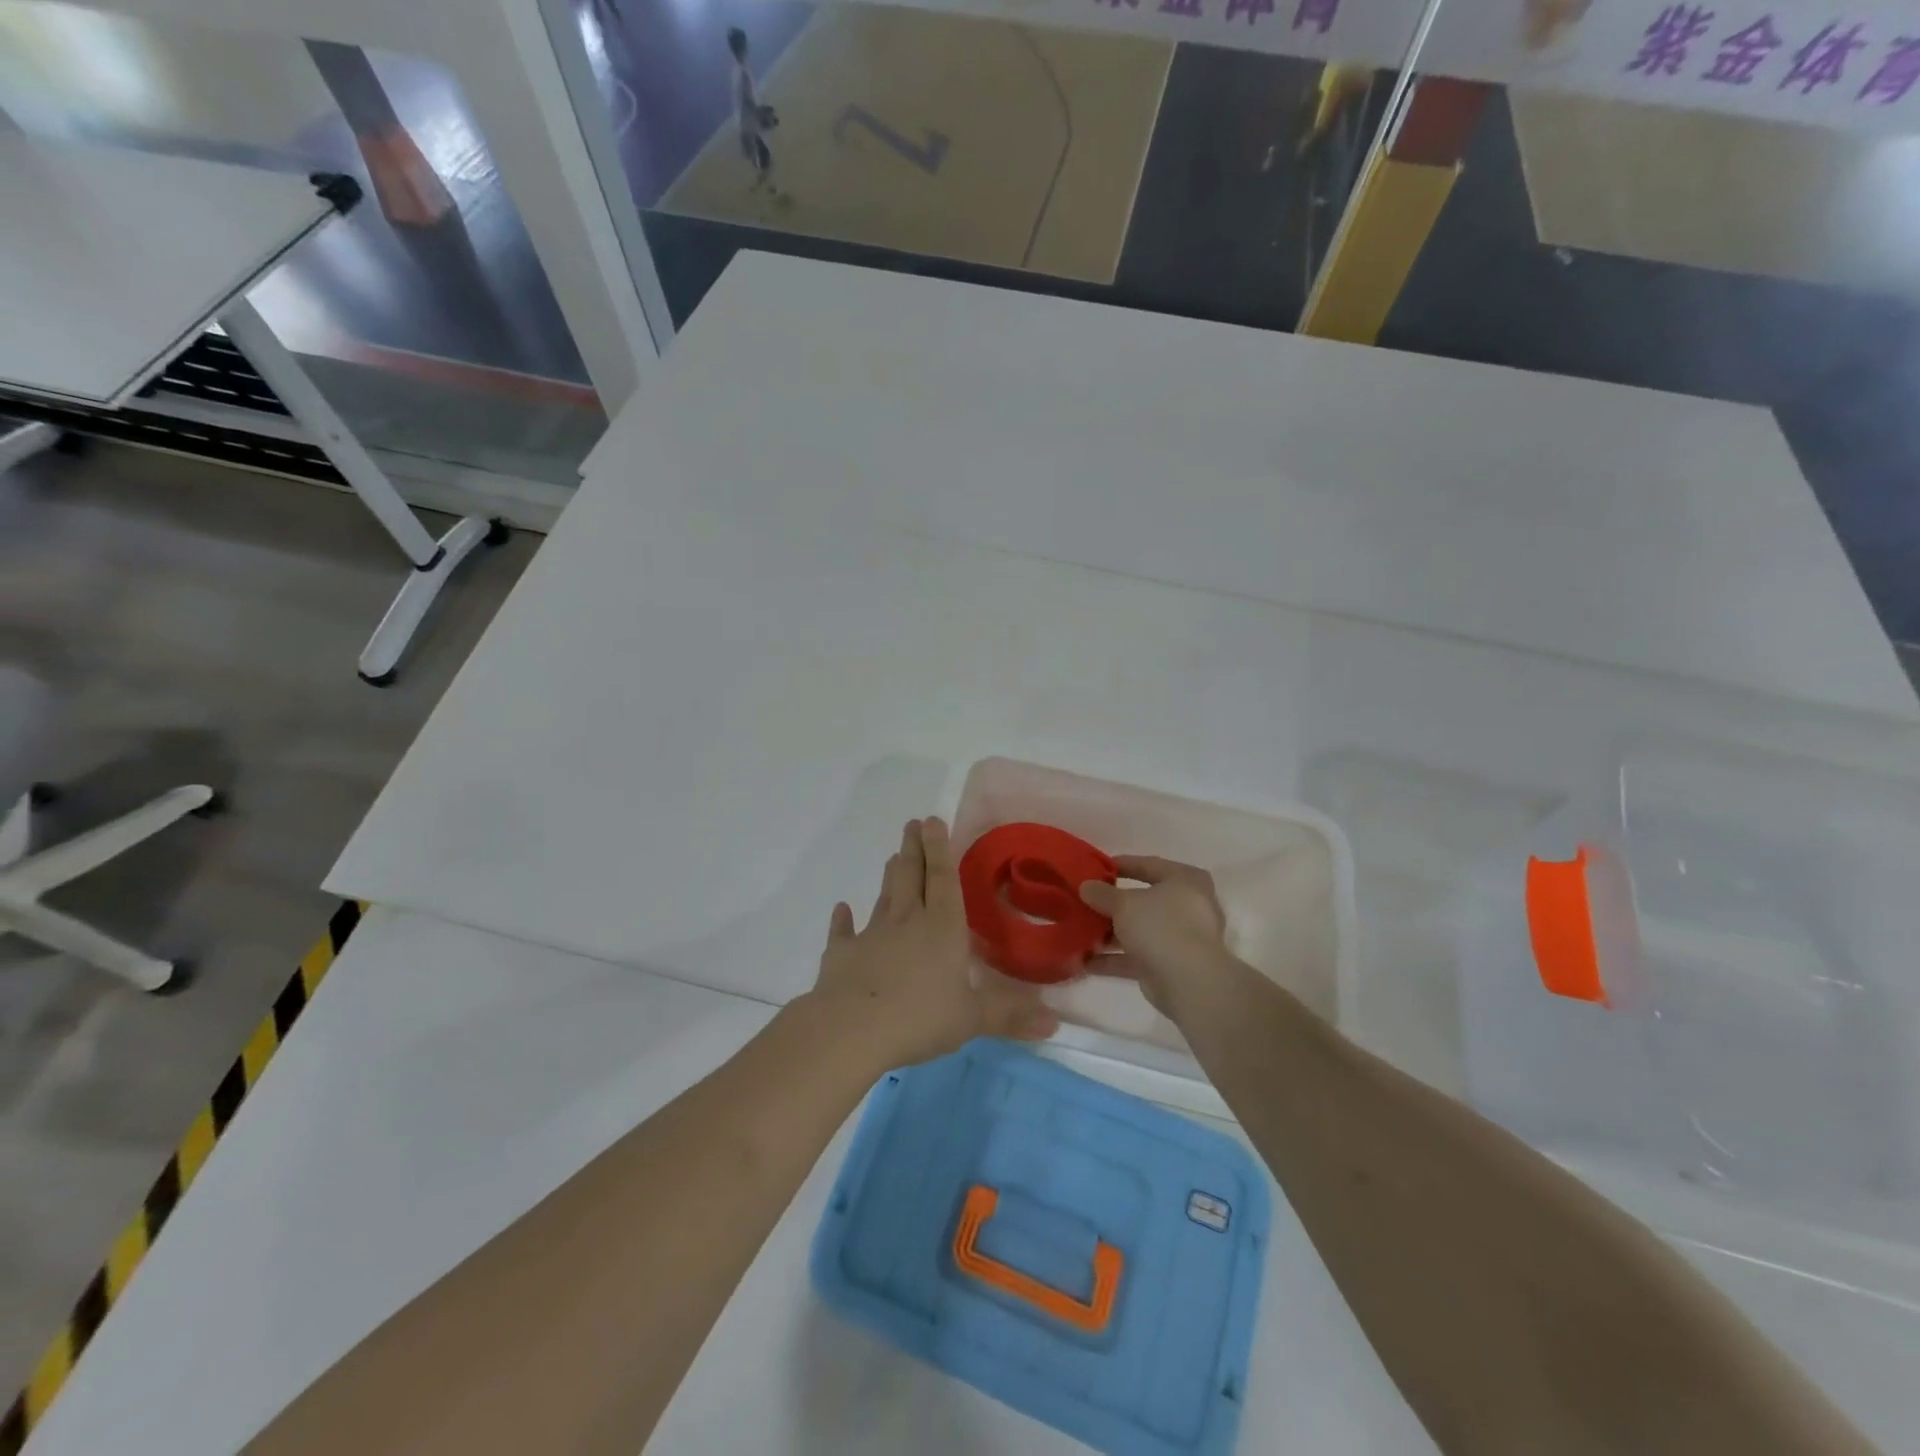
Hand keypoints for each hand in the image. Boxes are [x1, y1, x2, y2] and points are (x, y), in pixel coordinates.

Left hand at [807, 818, 1058, 1068]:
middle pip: (911, 876)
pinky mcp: (841, 954)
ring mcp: (871, 935)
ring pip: (884, 897)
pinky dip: (843, 920)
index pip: (943, 879)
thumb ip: (1010, 1015)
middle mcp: (907, 921)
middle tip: (912, 823)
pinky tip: (842, 908)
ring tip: (894, 857)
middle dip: (914, 849)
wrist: (851, 1029)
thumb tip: (1055, 1023)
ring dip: (890, 876)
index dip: (940, 848)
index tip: (933, 820)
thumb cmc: (920, 1018)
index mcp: (942, 927)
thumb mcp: (972, 1019)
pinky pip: (843, 932)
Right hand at [1079, 857, 1233, 1021]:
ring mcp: (1180, 939)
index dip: (1122, 865)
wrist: (1188, 981)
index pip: (1150, 865)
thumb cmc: (1160, 926)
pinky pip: (1137, 957)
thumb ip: (1103, 893)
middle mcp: (1187, 907)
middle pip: (1143, 901)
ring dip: (1110, 934)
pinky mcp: (1170, 966)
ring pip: (1139, 931)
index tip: (1096, 868)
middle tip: (1085, 902)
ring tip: (1079, 932)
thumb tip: (1086, 886)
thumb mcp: (1124, 903)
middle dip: (1112, 905)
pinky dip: (1113, 959)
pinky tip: (1085, 962)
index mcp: (1185, 880)